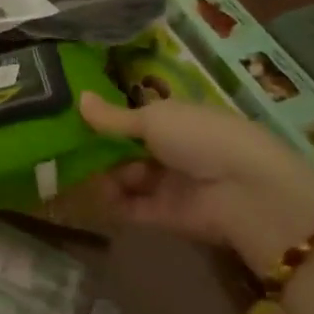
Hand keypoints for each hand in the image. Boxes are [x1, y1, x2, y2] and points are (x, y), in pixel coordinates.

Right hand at [78, 93, 313, 276]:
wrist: (245, 193)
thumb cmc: (201, 138)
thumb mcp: (154, 119)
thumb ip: (114, 117)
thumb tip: (79, 97)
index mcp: (176, 119)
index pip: (135, 118)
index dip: (107, 120)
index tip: (73, 119)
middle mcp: (172, 150)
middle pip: (126, 150)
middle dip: (100, 150)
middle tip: (68, 149)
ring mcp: (168, 184)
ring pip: (125, 178)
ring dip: (103, 176)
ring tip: (78, 173)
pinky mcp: (163, 216)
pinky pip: (129, 207)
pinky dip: (110, 202)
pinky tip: (88, 195)